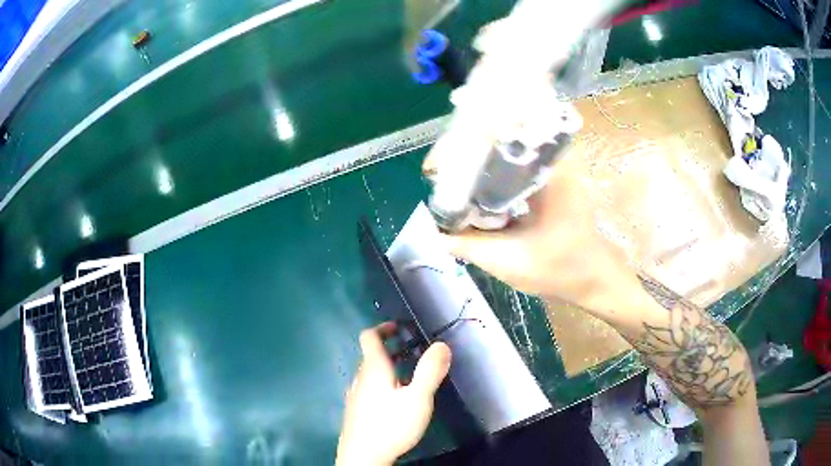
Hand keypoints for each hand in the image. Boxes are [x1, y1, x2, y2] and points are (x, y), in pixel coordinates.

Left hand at [336, 322, 451, 465]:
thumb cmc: (390, 425)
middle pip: (371, 356)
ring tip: (409, 378)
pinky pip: (367, 389)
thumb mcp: (418, 398)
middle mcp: (360, 379)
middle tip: (414, 354)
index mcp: (373, 369)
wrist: (362, 457)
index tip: (400, 328)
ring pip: (369, 374)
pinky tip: (395, 403)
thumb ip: (430, 371)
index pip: (369, 337)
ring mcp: (355, 396)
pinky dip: (382, 385)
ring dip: (388, 369)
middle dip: (391, 350)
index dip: (383, 328)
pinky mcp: (355, 412)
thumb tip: (441, 344)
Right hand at [426, 155, 642, 315]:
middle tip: (440, 180)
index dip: (459, 150)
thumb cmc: (560, 269)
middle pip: (497, 142)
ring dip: (477, 168)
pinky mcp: (550, 180)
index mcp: (547, 171)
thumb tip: (434, 230)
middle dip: (463, 158)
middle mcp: (550, 159)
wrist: (595, 278)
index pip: (495, 139)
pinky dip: (493, 179)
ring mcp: (552, 168)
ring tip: (452, 185)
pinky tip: (476, 195)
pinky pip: (513, 170)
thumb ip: (466, 244)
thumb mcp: (508, 261)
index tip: (435, 171)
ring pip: (504, 156)